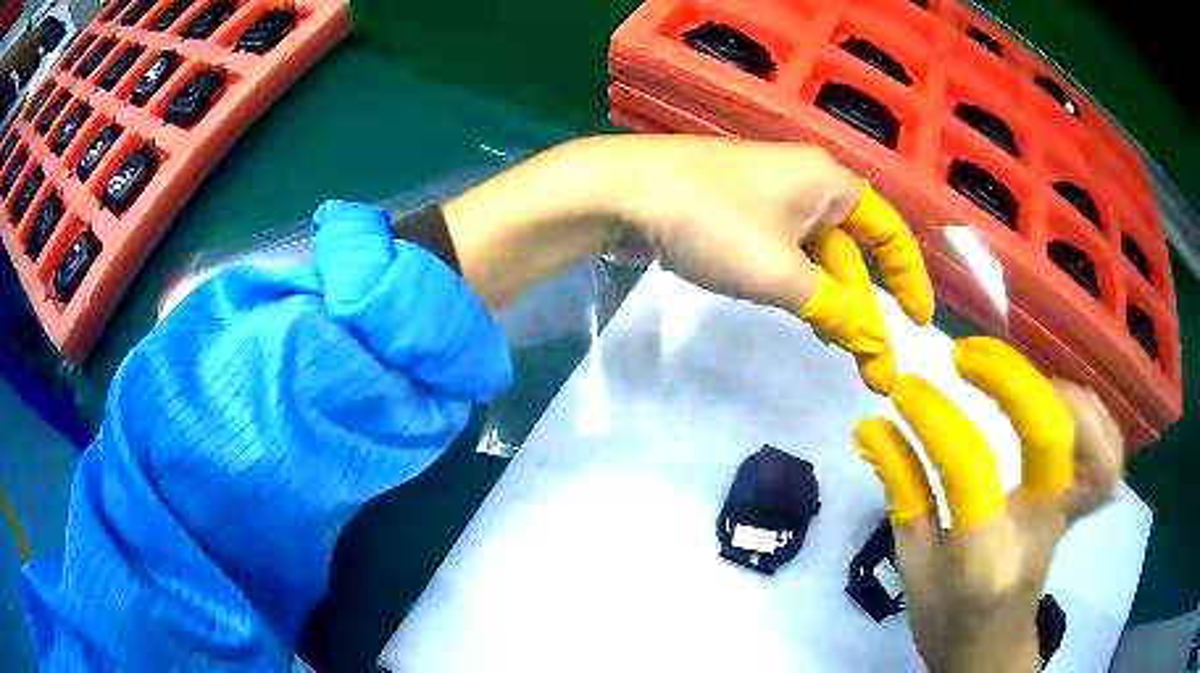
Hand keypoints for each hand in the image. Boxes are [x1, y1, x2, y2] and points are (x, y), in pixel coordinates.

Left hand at [445, 135, 933, 392]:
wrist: (622, 191)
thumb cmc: (713, 221)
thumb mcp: (783, 273)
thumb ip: (835, 311)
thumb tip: (876, 347)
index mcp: (829, 182)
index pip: (889, 233)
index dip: (910, 278)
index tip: (919, 323)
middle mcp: (805, 181)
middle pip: (852, 249)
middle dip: (862, 303)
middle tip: (868, 359)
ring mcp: (766, 193)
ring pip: (815, 253)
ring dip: (829, 297)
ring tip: (835, 342)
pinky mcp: (734, 208)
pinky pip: (782, 250)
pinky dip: (795, 282)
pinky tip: (793, 310)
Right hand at [853, 337, 1123, 672]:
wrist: (992, 652)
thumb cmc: (947, 619)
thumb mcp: (914, 567)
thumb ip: (902, 492)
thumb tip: (871, 428)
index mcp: (984, 560)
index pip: (969, 470)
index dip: (936, 418)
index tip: (906, 391)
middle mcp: (1037, 533)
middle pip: (1051, 436)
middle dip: (1010, 378)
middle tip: (969, 358)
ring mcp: (1068, 519)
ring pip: (1096, 441)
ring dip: (1060, 392)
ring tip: (1020, 380)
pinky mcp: (1081, 510)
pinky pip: (1108, 456)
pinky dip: (1094, 417)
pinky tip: (1060, 404)